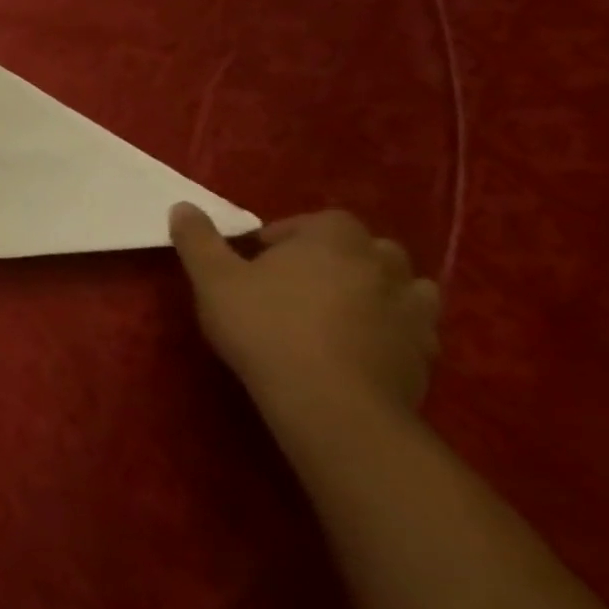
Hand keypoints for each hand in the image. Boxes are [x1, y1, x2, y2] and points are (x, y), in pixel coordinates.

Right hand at [170, 205, 440, 421]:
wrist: (330, 402)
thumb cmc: (264, 326)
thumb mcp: (212, 279)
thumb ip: (198, 239)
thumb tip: (183, 206)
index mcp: (333, 242)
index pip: (324, 219)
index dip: (292, 231)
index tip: (261, 254)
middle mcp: (382, 267)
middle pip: (369, 248)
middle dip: (338, 257)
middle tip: (298, 280)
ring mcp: (412, 311)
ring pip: (405, 285)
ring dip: (376, 289)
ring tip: (337, 309)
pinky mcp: (425, 354)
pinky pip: (414, 328)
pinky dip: (392, 328)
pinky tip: (360, 344)